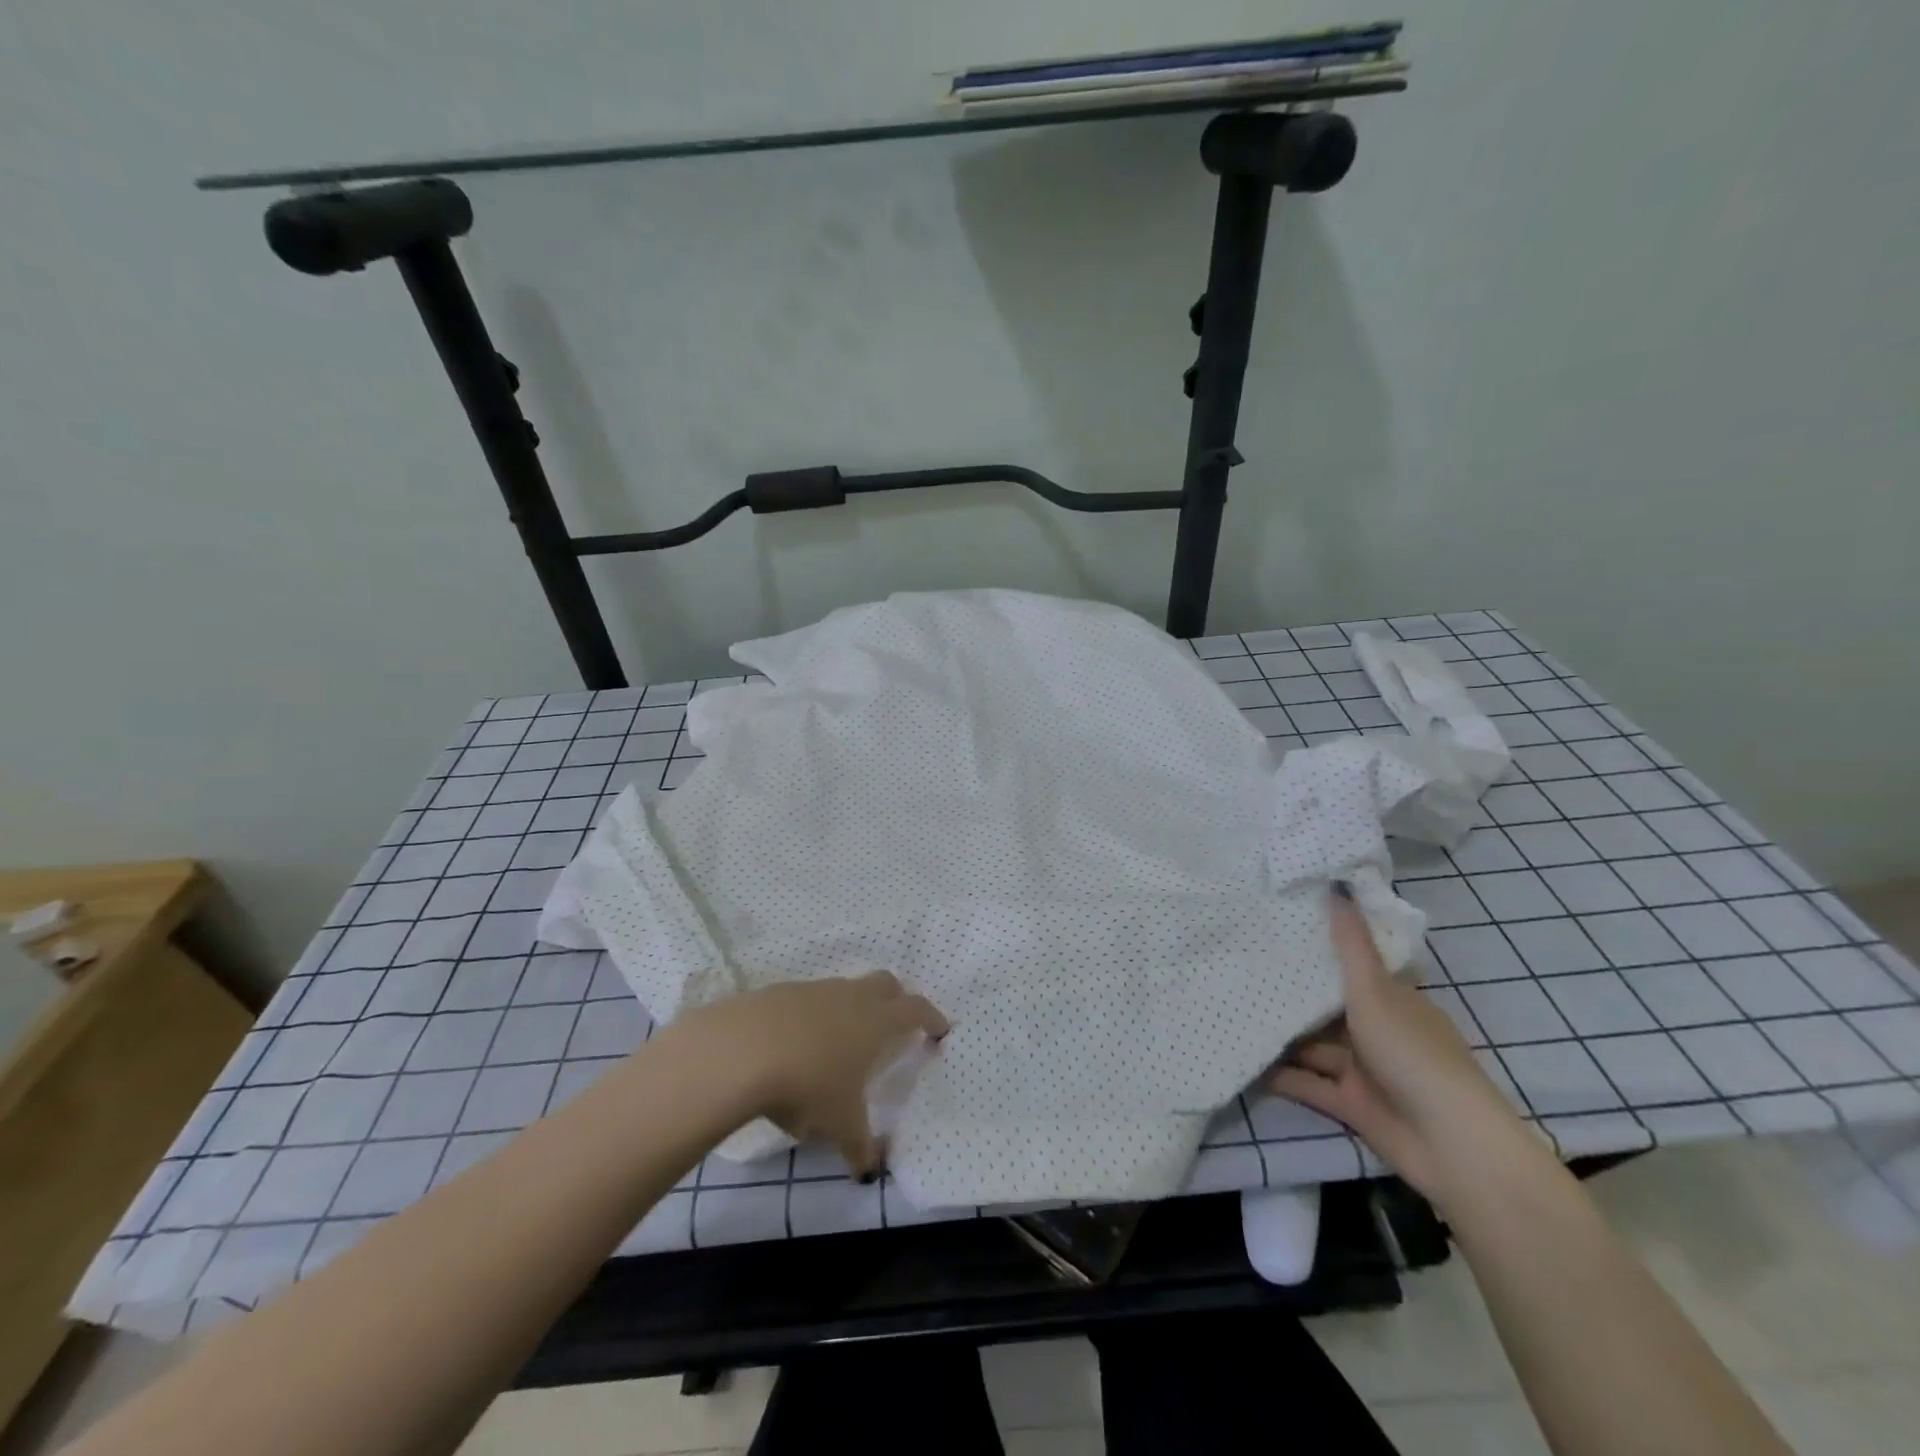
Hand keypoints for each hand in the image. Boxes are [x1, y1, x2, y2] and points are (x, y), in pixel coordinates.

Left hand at [688, 973, 947, 1177]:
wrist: (742, 1050)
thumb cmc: (809, 1084)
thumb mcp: (839, 1124)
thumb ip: (859, 1146)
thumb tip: (869, 1172)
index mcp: (877, 1021)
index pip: (916, 1009)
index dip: (931, 1017)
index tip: (940, 1029)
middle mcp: (852, 997)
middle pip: (886, 983)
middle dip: (896, 1000)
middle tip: (895, 1025)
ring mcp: (815, 990)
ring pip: (845, 989)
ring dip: (851, 1008)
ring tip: (841, 1042)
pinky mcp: (780, 992)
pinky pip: (808, 999)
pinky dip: (813, 1016)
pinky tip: (797, 1044)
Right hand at [1267, 887, 1532, 1202]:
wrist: (1449, 1143)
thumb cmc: (1411, 1053)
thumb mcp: (1375, 991)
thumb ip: (1351, 946)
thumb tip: (1337, 886)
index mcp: (1394, 1000)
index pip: (1357, 967)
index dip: (1322, 949)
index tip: (1279, 929)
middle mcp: (1380, 1031)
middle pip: (1330, 1008)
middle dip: (1293, 995)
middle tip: (1242, 969)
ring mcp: (1366, 1070)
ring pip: (1316, 1047)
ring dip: (1284, 1037)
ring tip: (1235, 1014)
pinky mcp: (1352, 1105)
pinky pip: (1310, 1084)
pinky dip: (1283, 1076)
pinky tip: (1247, 1062)